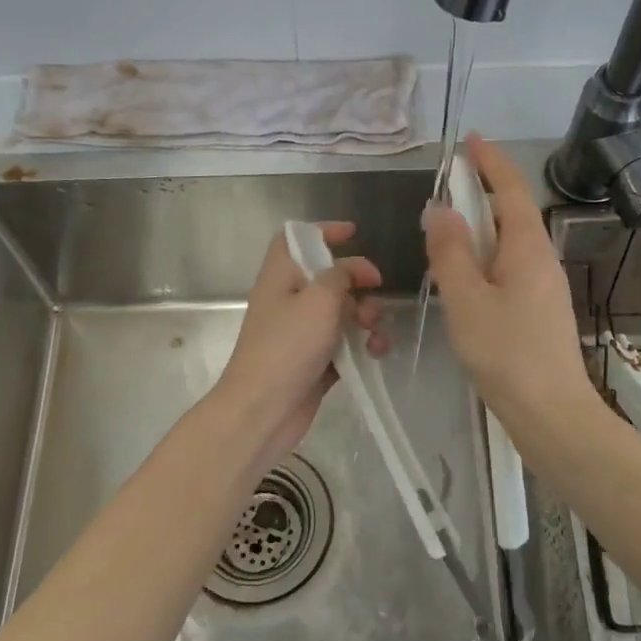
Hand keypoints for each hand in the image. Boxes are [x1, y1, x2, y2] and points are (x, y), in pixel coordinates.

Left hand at [213, 222, 385, 471]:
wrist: (263, 410)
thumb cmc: (288, 347)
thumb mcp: (319, 299)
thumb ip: (340, 276)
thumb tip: (352, 270)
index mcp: (281, 277)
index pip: (295, 239)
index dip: (322, 231)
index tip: (354, 234)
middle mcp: (289, 301)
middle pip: (327, 277)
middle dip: (357, 281)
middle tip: (376, 288)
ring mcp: (300, 334)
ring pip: (341, 313)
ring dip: (366, 316)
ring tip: (376, 331)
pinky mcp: (314, 363)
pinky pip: (344, 344)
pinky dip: (362, 344)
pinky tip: (376, 352)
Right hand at [422, 136, 601, 431]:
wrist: (552, 414)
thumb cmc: (506, 352)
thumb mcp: (467, 299)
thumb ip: (450, 252)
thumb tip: (441, 208)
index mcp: (527, 248)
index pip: (510, 190)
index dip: (490, 162)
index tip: (471, 139)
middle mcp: (541, 260)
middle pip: (513, 213)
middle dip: (484, 190)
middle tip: (451, 180)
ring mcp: (544, 287)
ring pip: (510, 243)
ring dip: (483, 226)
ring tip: (450, 228)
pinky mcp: (539, 311)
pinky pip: (510, 268)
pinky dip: (485, 257)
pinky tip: (466, 277)